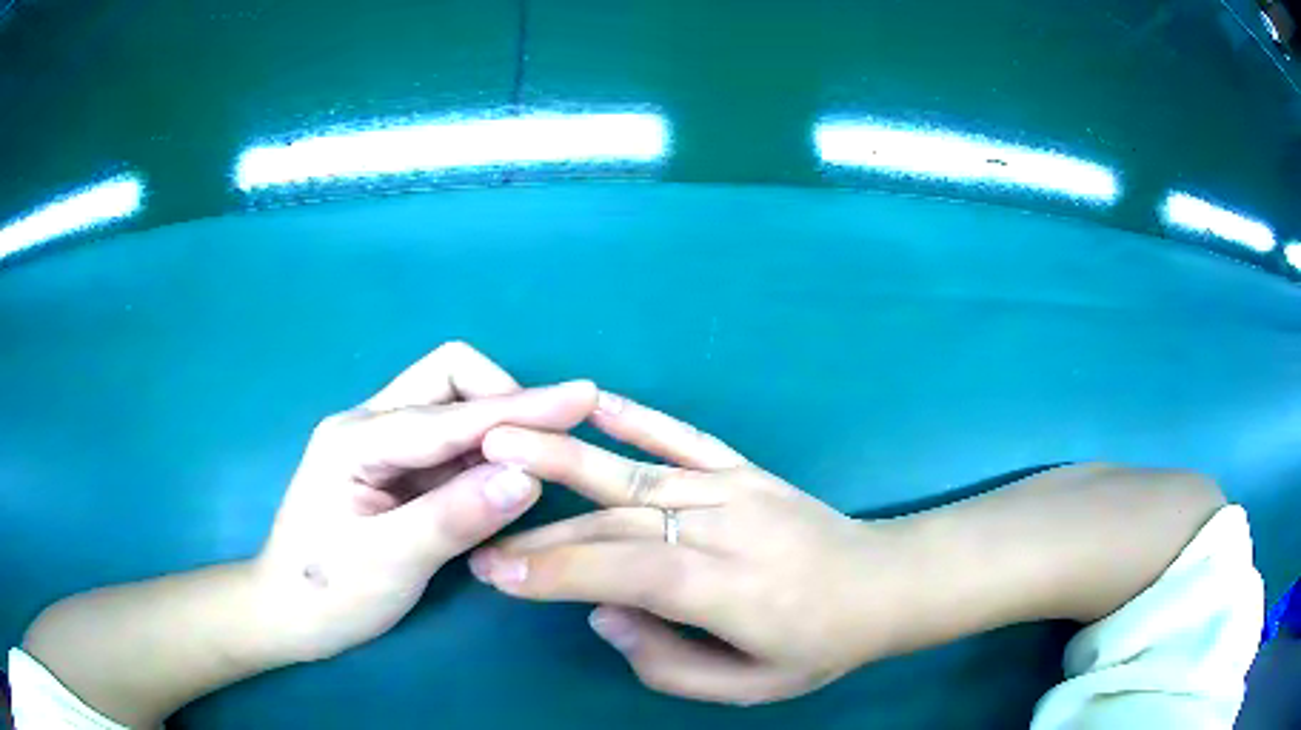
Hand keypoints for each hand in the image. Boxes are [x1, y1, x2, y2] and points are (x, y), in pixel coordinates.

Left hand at [250, 342, 596, 663]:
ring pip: (450, 409)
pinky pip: (447, 446)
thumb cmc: (328, 593)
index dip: (521, 407)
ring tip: (534, 469)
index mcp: (357, 439)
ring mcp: (378, 445)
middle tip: (545, 445)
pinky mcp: (390, 469)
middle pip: (447, 379)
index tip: (582, 398)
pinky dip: (480, 458)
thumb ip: (456, 516)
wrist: (286, 615)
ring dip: (495, 430)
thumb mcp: (390, 563)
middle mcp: (368, 424)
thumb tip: (529, 476)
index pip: (451, 414)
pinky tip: (499, 487)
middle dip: (501, 400)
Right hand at [469, 392, 889, 705]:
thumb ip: (666, 661)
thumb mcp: (749, 685)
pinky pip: (686, 438)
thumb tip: (601, 615)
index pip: (626, 572)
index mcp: (730, 589)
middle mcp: (727, 528)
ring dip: (565, 458)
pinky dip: (638, 418)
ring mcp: (736, 489)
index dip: (557, 570)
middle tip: (480, 531)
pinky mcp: (746, 470)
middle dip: (542, 530)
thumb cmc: (817, 645)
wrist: (884, 584)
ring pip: (635, 476)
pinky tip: (595, 402)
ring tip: (504, 440)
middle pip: (619, 523)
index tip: (495, 569)